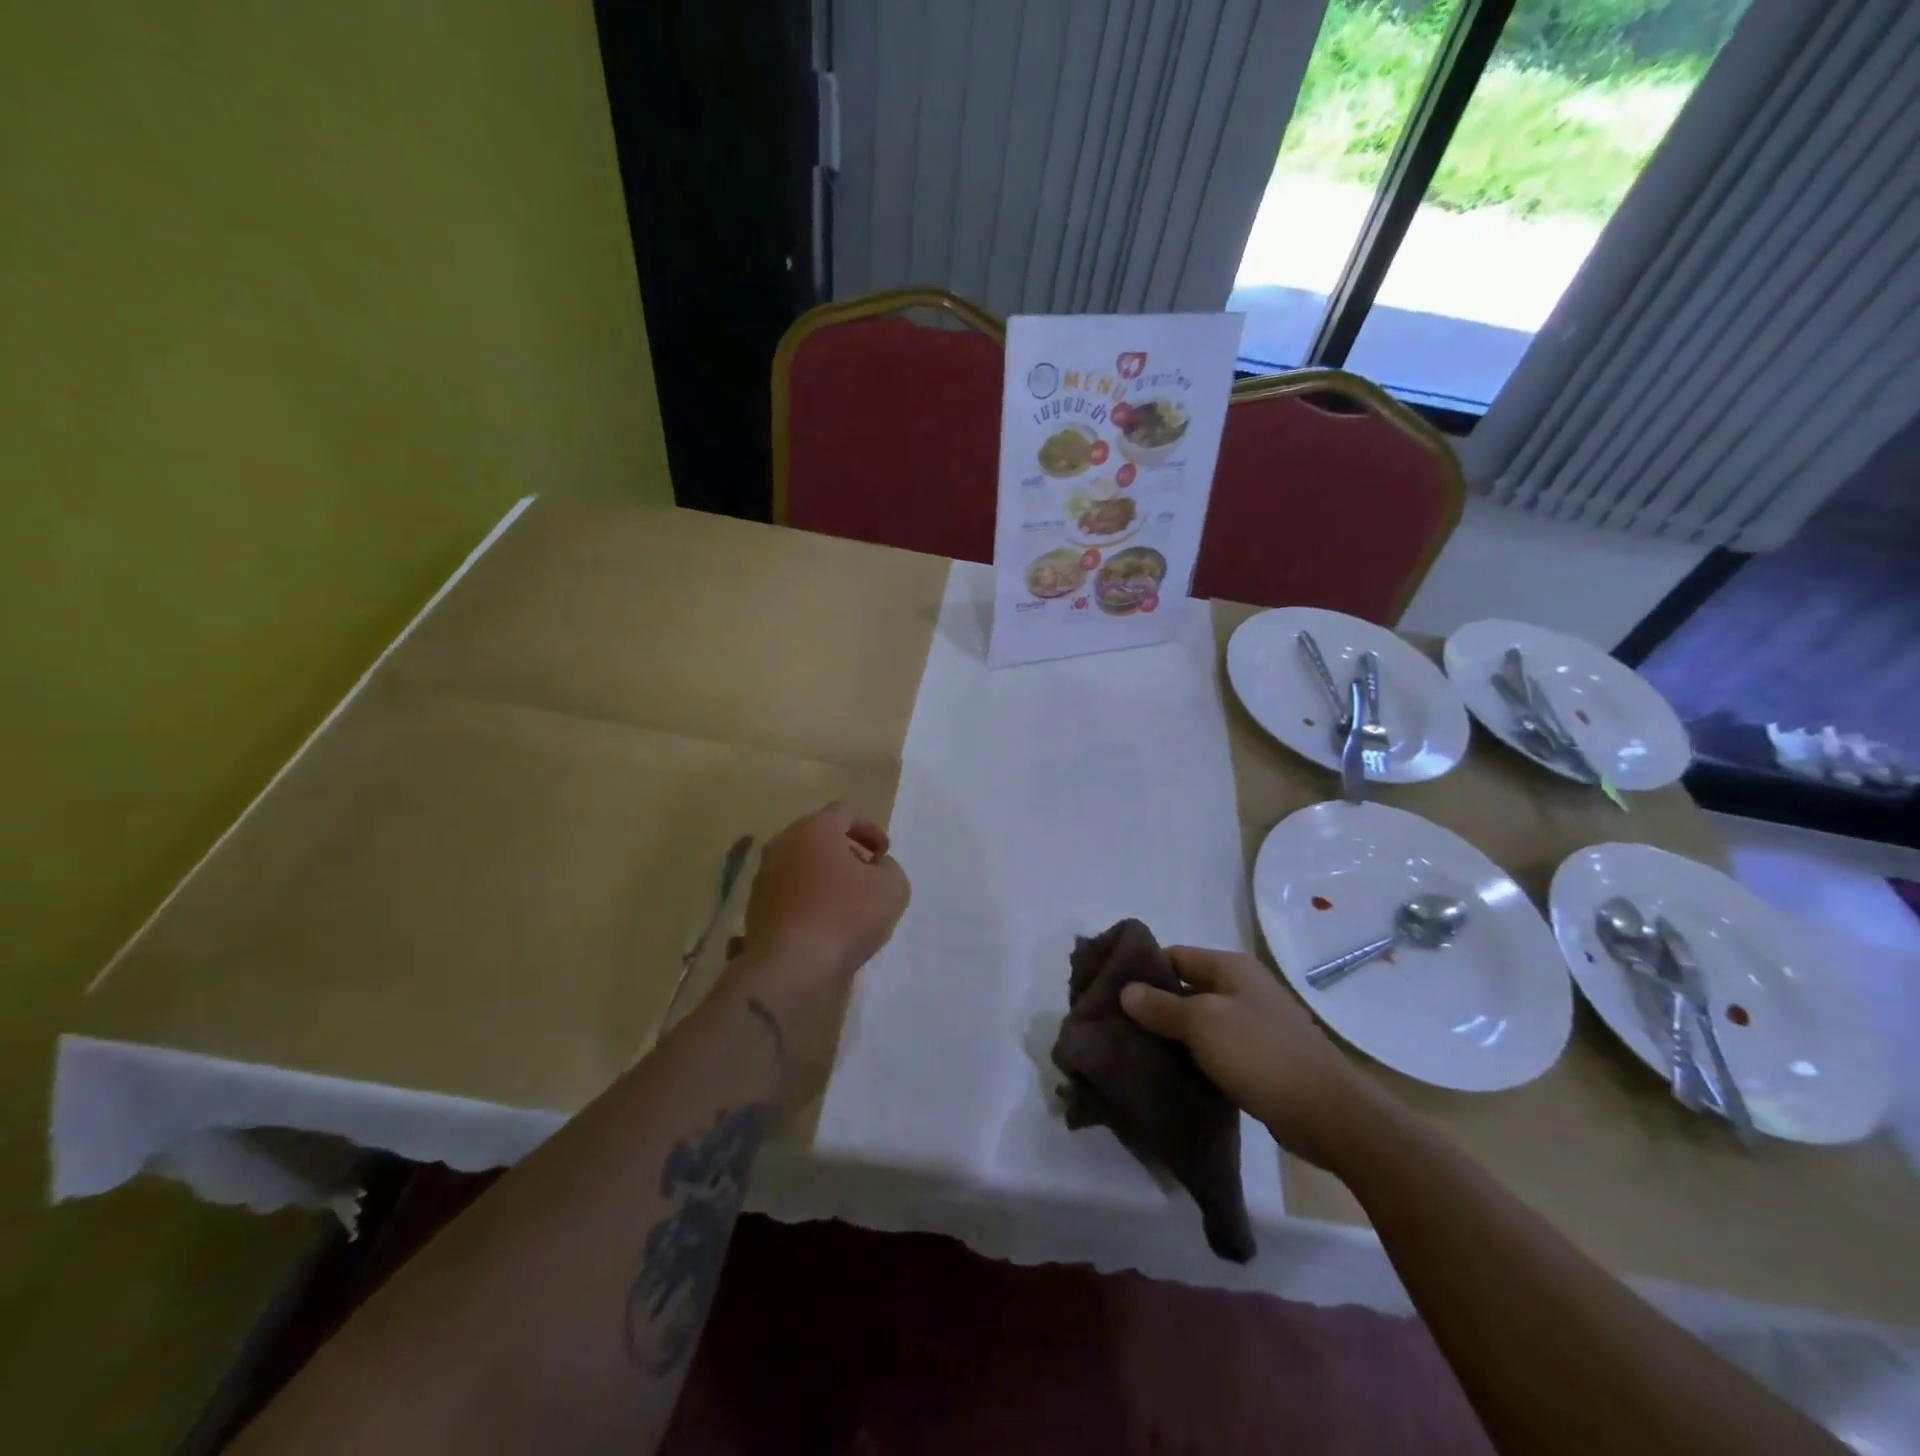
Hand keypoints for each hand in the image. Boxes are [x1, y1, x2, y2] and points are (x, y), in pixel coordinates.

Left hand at [740, 801, 908, 977]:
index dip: (871, 828)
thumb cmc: (846, 917)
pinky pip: (790, 894)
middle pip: (820, 837)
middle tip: (868, 875)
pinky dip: (809, 900)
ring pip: (802, 865)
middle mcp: (783, 845)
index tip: (884, 854)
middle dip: (848, 851)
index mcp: (814, 829)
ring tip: (849, 904)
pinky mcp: (757, 909)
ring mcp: (765, 878)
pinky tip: (827, 925)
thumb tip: (876, 868)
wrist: (791, 968)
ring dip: (827, 877)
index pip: (846, 812)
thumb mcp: (892, 888)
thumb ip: (890, 869)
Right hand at [1120, 946, 1370, 1166]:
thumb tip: (1126, 990)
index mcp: (1230, 968)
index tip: (1111, 992)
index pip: (1173, 956)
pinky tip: (1170, 1074)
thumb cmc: (1261, 1054)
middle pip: (1185, 989)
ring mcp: (1253, 1024)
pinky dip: (1193, 1058)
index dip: (1142, 971)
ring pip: (1198, 1022)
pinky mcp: (1258, 1059)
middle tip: (1118, 1027)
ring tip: (1135, 1052)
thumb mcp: (1203, 1023)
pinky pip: (1215, 1049)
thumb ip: (1162, 1006)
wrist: (1328, 1114)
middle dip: (1153, 1006)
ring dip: (1172, 1036)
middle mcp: (1242, 988)